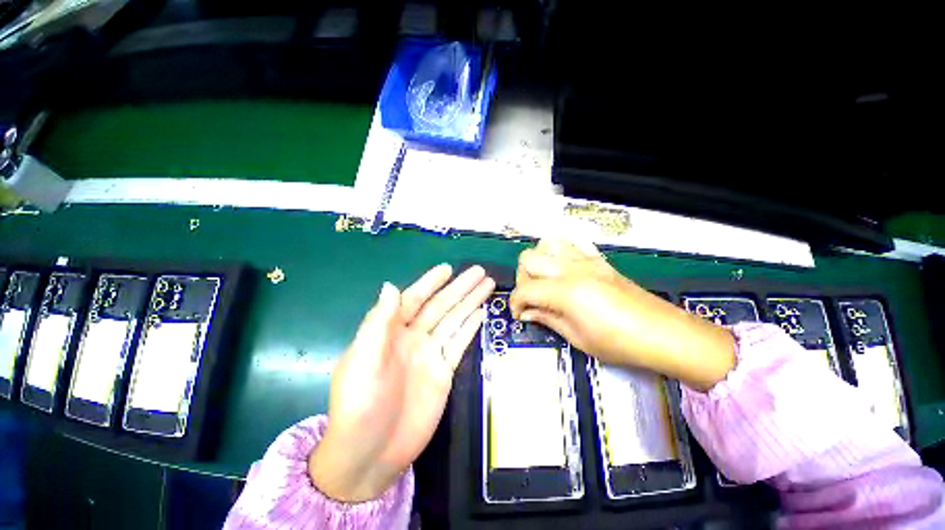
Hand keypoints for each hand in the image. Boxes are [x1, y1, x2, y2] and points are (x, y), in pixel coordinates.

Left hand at [310, 265, 494, 502]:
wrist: (371, 455)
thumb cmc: (360, 406)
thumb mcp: (362, 361)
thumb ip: (377, 323)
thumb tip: (390, 285)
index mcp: (391, 332)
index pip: (414, 299)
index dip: (430, 283)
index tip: (447, 268)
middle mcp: (413, 338)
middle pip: (441, 306)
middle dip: (460, 288)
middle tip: (479, 271)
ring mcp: (431, 355)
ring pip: (454, 321)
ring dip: (470, 303)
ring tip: (487, 285)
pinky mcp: (444, 372)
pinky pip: (459, 344)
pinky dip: (470, 328)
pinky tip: (481, 314)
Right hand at [510, 239, 734, 390]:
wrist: (663, 333)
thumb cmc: (620, 343)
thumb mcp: (578, 338)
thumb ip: (547, 319)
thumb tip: (527, 312)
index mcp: (566, 292)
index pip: (525, 289)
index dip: (516, 303)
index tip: (520, 314)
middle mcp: (572, 269)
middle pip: (529, 259)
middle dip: (523, 279)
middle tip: (532, 298)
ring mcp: (585, 259)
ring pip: (546, 244)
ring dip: (538, 261)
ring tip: (544, 280)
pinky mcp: (597, 258)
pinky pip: (571, 241)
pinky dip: (559, 249)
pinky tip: (562, 266)